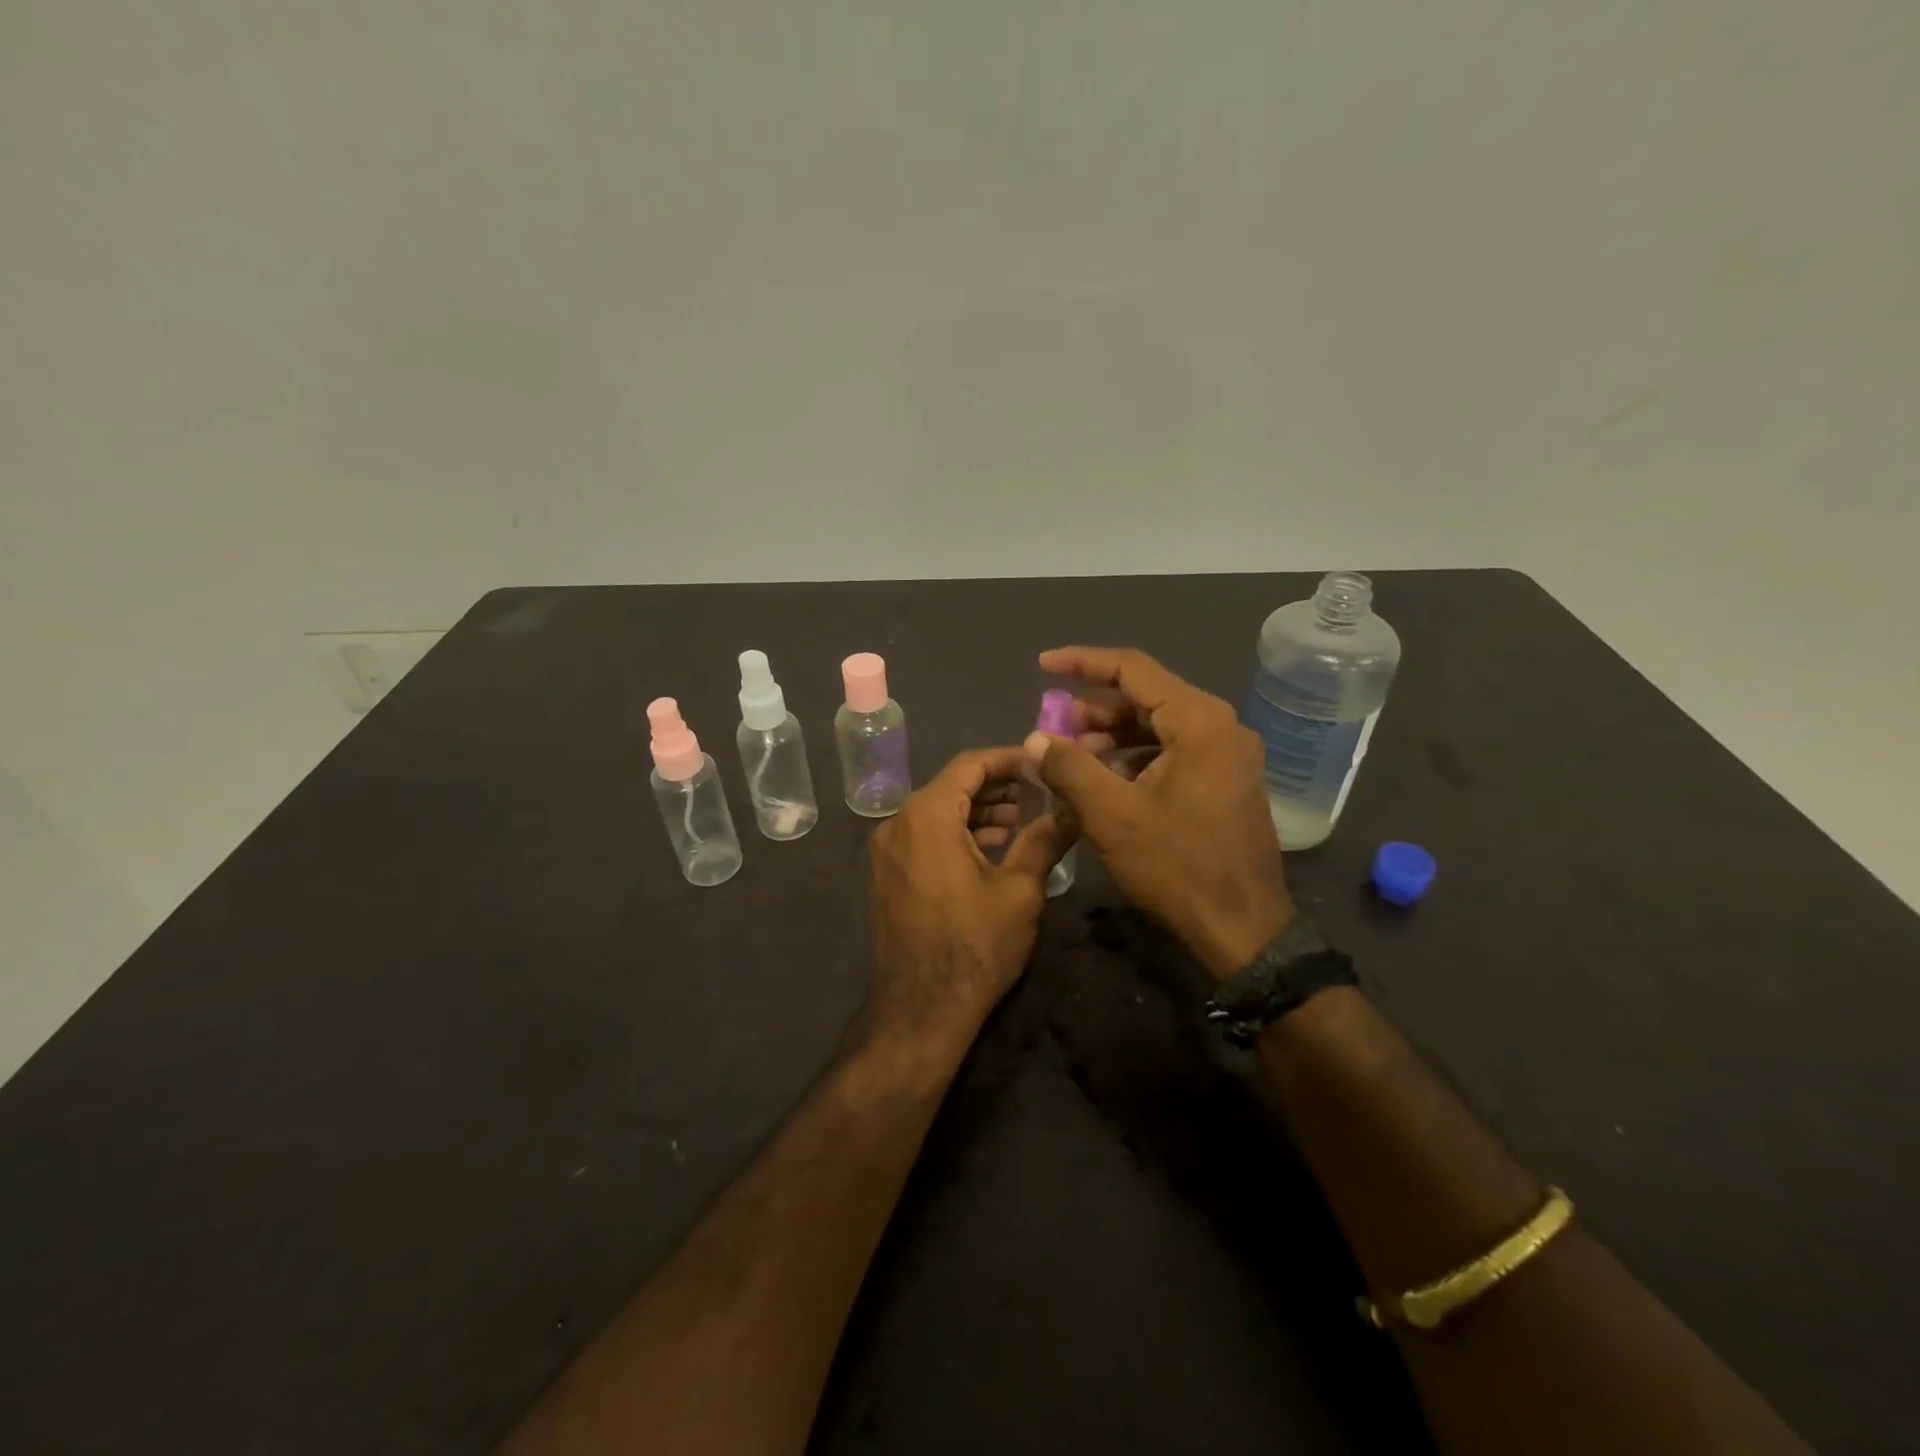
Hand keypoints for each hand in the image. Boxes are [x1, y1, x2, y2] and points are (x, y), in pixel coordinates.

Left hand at [866, 747, 1069, 1049]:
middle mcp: (898, 823)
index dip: (1009, 759)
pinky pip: (924, 836)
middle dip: (996, 785)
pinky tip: (990, 846)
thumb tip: (1073, 811)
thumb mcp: (1019, 891)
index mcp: (927, 815)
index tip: (1042, 764)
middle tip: (1039, 791)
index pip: (970, 765)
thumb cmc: (975, 946)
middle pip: (951, 786)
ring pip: (937, 812)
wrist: (921, 1010)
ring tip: (1021, 819)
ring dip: (978, 810)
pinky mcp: (887, 875)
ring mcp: (886, 851)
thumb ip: (1043, 840)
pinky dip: (957, 832)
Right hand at [1024, 647, 1294, 980]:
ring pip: (1159, 726)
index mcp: (1200, 721)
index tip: (1043, 665)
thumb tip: (1035, 738)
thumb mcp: (1111, 814)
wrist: (1242, 929)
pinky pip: (1174, 752)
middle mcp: (1221, 727)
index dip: (1082, 663)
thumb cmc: (1177, 866)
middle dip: (1095, 709)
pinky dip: (1136, 757)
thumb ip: (1069, 767)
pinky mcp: (1226, 781)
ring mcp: (1228, 755)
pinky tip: (1107, 781)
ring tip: (1074, 757)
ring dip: (1113, 735)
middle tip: (1055, 729)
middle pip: (1147, 697)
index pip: (1133, 670)